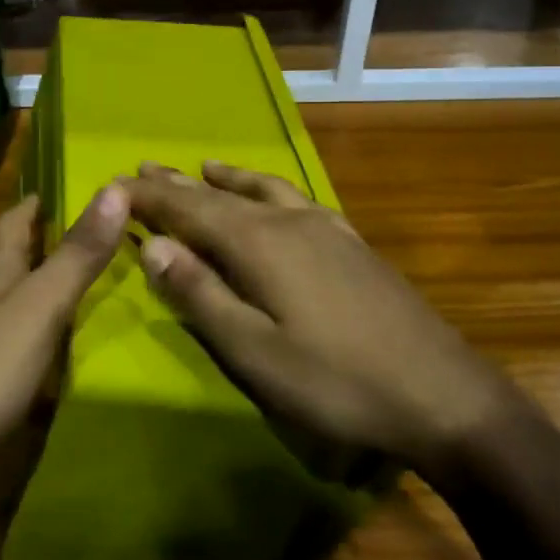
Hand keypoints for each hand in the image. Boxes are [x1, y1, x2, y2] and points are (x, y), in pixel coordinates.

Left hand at [0, 185, 128, 463]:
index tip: (74, 185)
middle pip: (14, 257)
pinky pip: (15, 341)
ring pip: (15, 299)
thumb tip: (116, 187)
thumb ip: (78, 253)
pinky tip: (63, 348)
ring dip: (46, 287)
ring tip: (93, 285)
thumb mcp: (41, 304)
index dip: (40, 200)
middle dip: (49, 241)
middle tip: (101, 235)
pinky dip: (41, 333)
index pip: (14, 219)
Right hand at [126, 161, 503, 468]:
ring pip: (262, 190)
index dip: (151, 198)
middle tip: (145, 169)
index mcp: (260, 244)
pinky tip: (276, 198)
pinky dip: (269, 190)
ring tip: (201, 167)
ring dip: (225, 179)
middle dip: (180, 184)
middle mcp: (289, 221)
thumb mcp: (256, 352)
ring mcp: (326, 229)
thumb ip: (202, 295)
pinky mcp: (352, 243)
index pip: (190, 209)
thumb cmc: (336, 381)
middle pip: (221, 194)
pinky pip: (297, 200)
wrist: (442, 392)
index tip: (118, 184)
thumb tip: (154, 247)